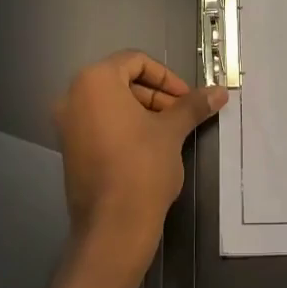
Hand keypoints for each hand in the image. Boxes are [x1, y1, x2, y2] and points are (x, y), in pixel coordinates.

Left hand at [54, 51, 225, 275]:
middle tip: (181, 116)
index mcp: (95, 82)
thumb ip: (193, 106)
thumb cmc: (142, 167)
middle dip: (156, 95)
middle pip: (121, 81)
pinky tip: (149, 148)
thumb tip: (219, 92)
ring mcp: (67, 124)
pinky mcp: (69, 149)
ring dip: (143, 111)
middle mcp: (73, 97)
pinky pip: (99, 124)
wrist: (113, 226)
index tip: (186, 98)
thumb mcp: (172, 131)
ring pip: (110, 104)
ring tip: (170, 133)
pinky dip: (124, 127)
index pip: (135, 61)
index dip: (167, 77)